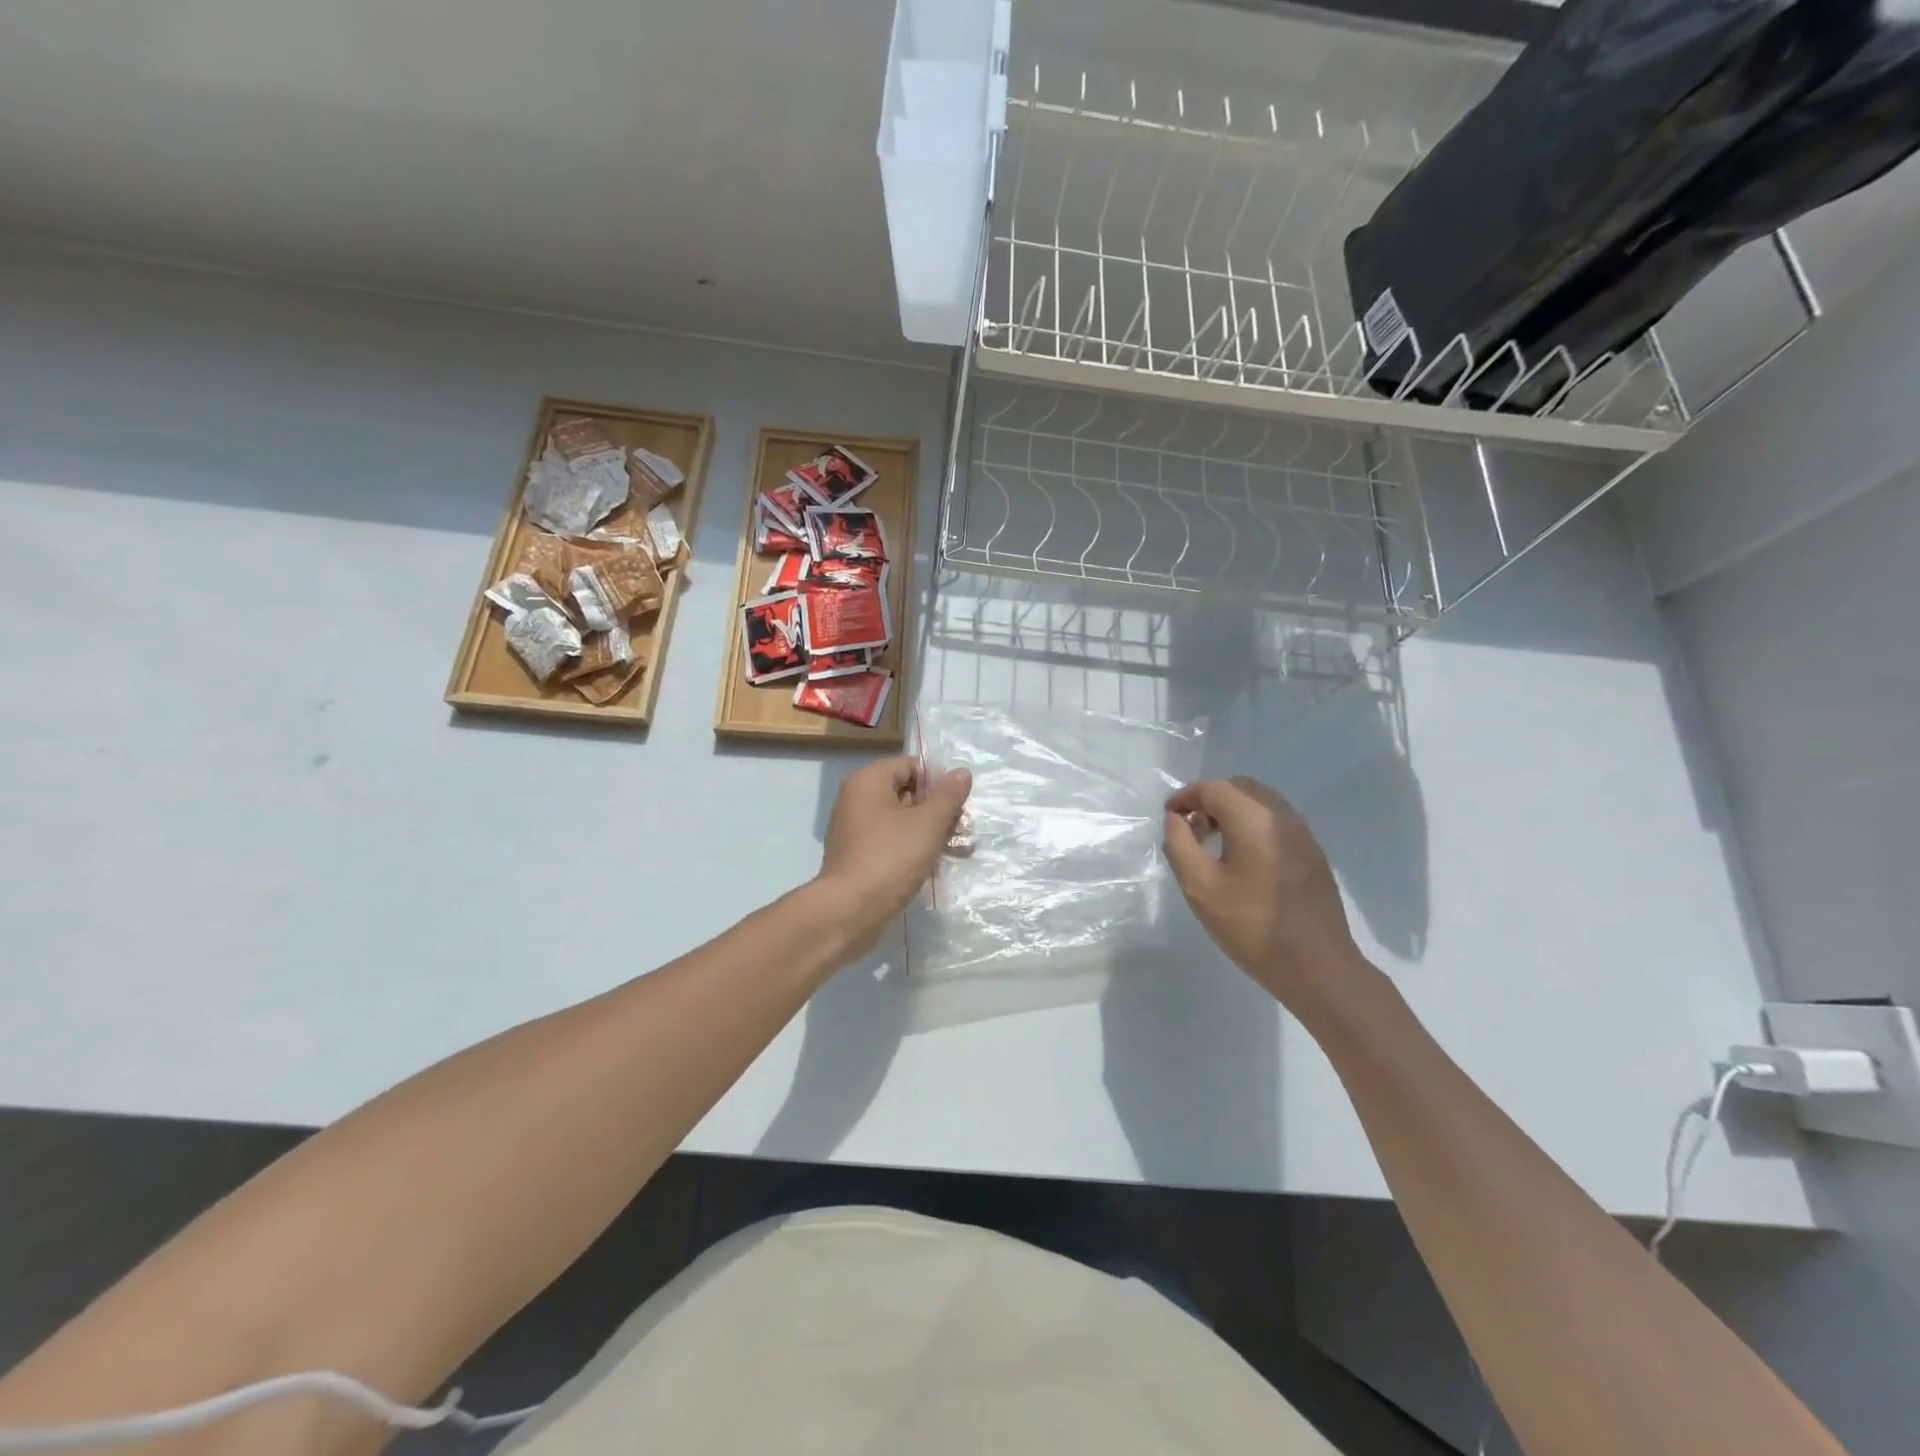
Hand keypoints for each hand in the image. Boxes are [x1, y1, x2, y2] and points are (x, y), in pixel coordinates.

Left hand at [815, 756, 971, 941]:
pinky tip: (933, 866)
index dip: (938, 782)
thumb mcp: (928, 823)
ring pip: (901, 821)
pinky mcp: (857, 856)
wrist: (850, 910)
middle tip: (962, 830)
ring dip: (929, 832)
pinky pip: (890, 842)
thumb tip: (962, 772)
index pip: (910, 766)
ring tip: (956, 850)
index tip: (957, 806)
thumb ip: (948, 795)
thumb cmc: (891, 857)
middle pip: (906, 793)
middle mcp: (856, 799)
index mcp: (868, 781)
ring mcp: (854, 829)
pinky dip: (912, 849)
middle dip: (937, 810)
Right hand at [1162, 776, 1363, 1011]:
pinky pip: (1276, 822)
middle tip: (1189, 827)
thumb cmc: (1251, 927)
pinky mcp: (1313, 853)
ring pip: (1260, 803)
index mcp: (1254, 819)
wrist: (1318, 968)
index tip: (1169, 816)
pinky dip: (1252, 825)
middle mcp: (1282, 816)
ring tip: (1212, 843)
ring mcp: (1303, 834)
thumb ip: (1180, 845)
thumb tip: (1176, 819)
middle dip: (1210, 800)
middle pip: (1240, 788)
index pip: (1213, 788)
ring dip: (1232, 812)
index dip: (1185, 796)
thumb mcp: (1200, 887)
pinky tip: (1242, 859)